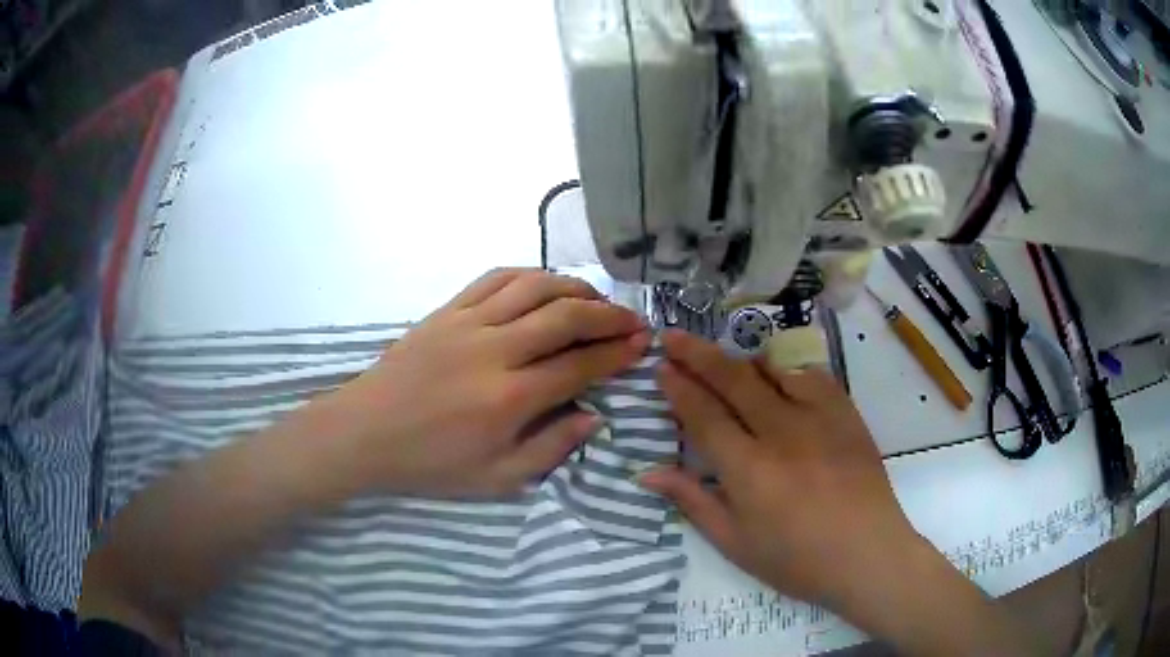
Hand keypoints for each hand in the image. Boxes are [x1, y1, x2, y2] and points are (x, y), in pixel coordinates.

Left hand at [327, 269, 649, 497]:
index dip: (616, 352)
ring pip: (533, 287)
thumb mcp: (495, 479)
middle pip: (564, 316)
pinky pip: (494, 278)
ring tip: (596, 298)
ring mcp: (467, 323)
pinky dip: (528, 274)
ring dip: (573, 287)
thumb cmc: (430, 464)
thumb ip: (550, 449)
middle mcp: (493, 351)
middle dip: (607, 315)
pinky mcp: (446, 310)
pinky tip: (544, 283)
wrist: (365, 433)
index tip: (642, 345)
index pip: (579, 365)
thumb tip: (593, 417)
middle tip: (632, 319)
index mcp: (509, 398)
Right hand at [639, 329, 919, 609]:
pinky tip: (777, 374)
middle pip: (733, 380)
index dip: (679, 389)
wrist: (866, 554)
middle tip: (673, 336)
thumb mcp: (735, 543)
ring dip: (740, 358)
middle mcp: (781, 432)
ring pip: (772, 370)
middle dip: (697, 355)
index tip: (661, 367)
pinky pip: (811, 375)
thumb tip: (648, 472)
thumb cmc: (796, 560)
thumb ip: (693, 501)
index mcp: (749, 469)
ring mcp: (818, 417)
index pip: (704, 416)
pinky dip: (787, 369)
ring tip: (720, 353)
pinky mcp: (846, 413)